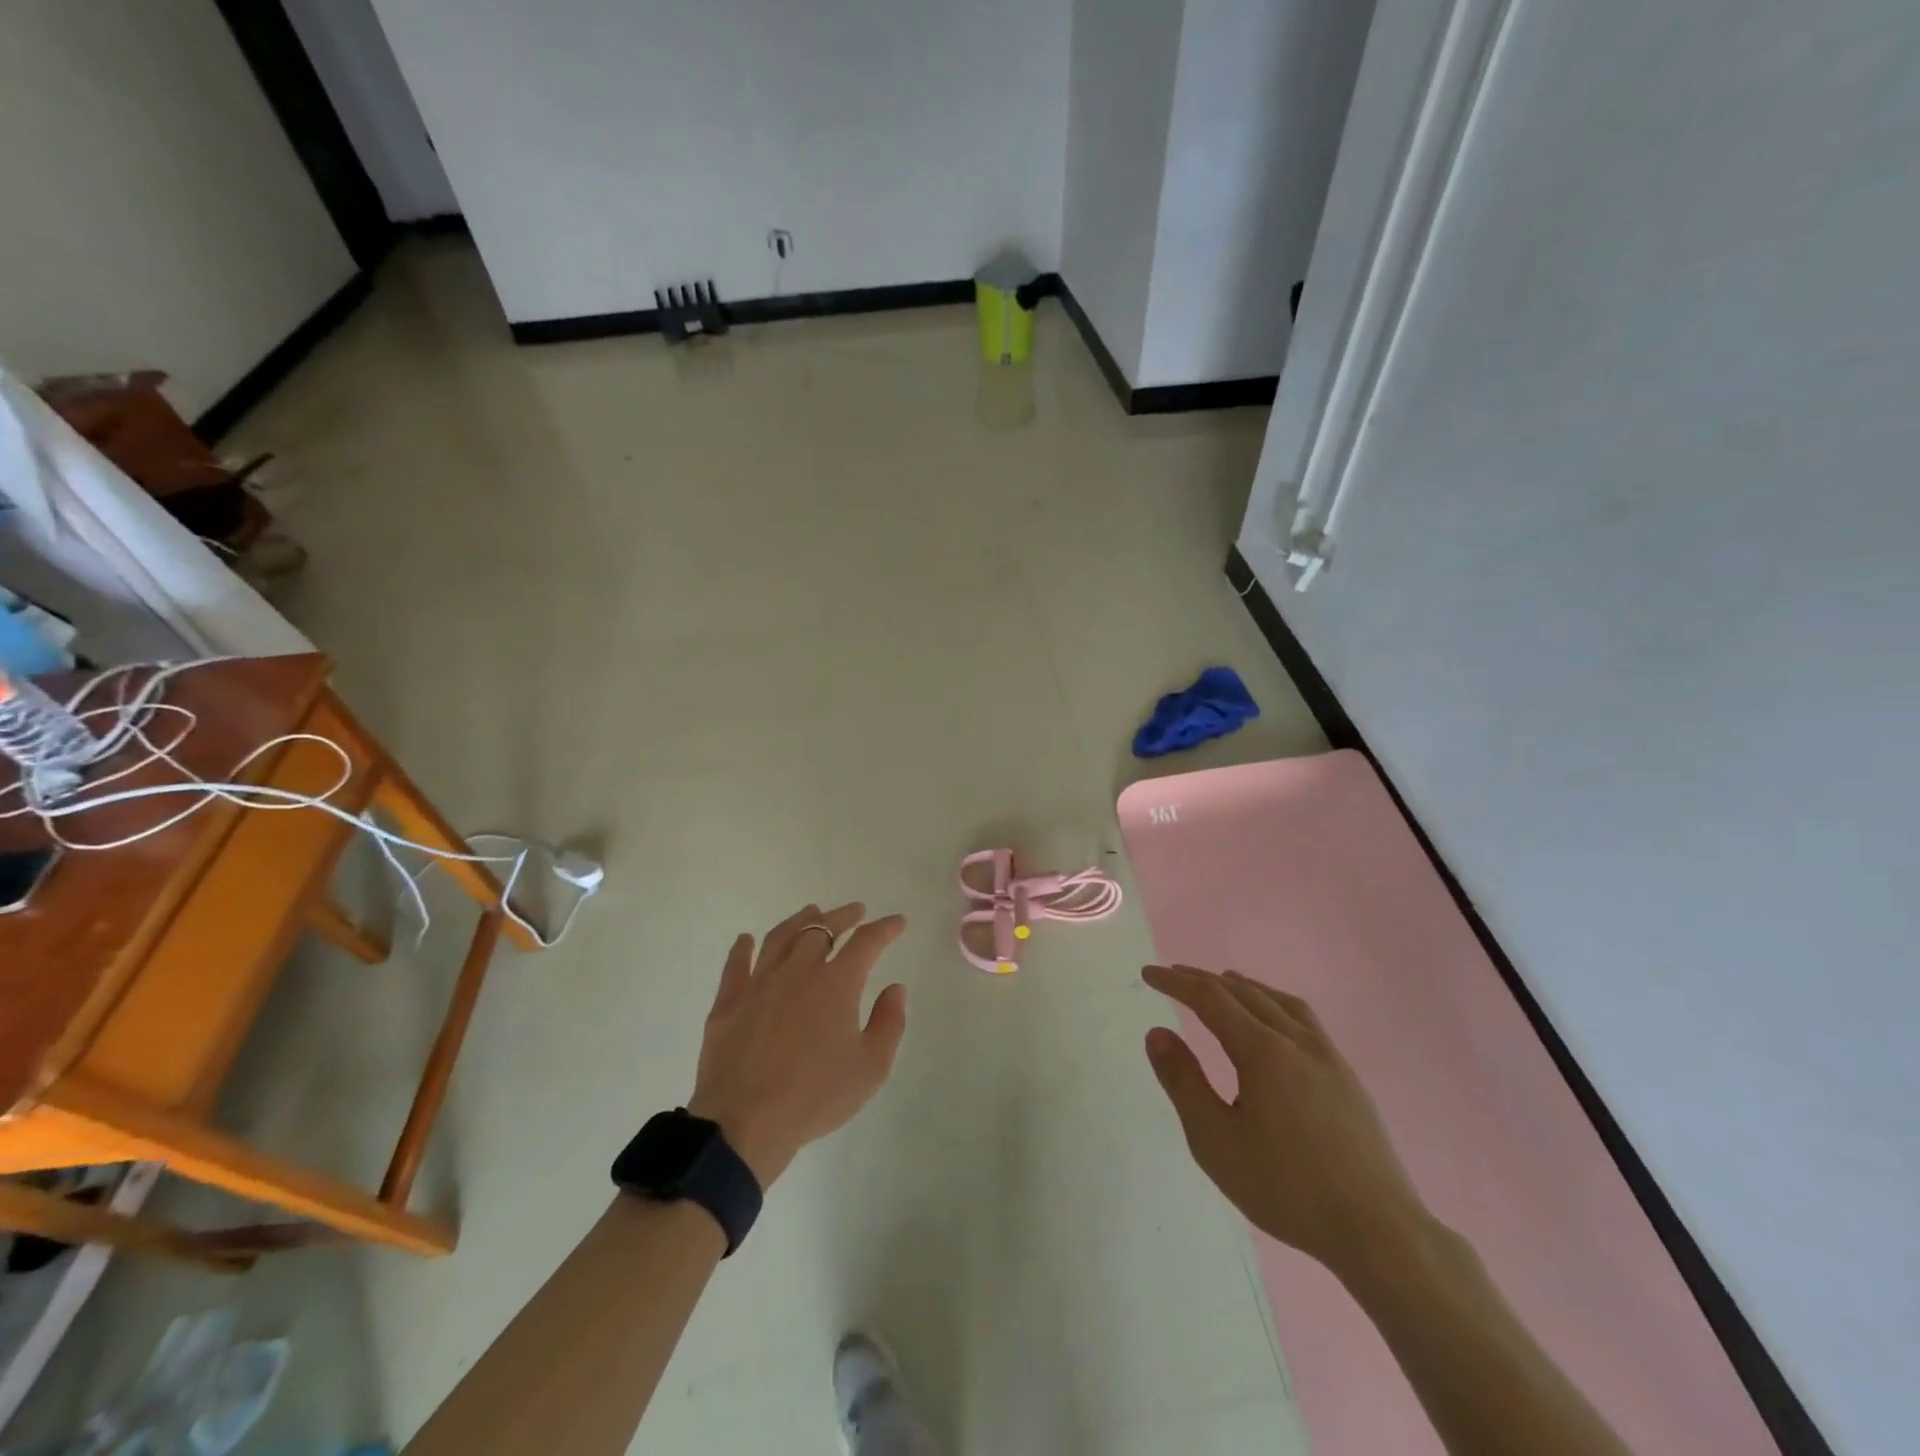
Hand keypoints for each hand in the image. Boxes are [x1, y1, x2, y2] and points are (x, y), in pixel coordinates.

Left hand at [688, 903, 907, 1187]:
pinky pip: (736, 965)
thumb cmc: (815, 1097)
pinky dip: (743, 947)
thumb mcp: (870, 1068)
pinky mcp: (728, 1002)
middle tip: (856, 911)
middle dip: (843, 916)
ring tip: (811, 911)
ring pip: (780, 938)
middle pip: (821, 929)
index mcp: (836, 984)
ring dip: (799, 920)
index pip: (866, 942)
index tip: (898, 922)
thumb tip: (895, 988)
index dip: (885, 929)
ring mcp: (759, 983)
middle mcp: (798, 971)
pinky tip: (746, 939)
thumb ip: (889, 1023)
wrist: (744, 1124)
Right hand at [1142, 965, 1430, 1283]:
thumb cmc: (1286, 1188)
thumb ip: (1183, 1082)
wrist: (1379, 1231)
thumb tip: (1157, 1033)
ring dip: (1242, 986)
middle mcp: (1296, 1040)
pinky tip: (1273, 1020)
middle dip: (1203, 979)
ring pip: (1277, 1000)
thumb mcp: (1216, 1142)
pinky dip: (1273, 1002)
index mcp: (1262, 1051)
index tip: (1148, 974)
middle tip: (1173, 976)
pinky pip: (1303, 1018)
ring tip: (1221, 983)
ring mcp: (1327, 1055)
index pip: (1209, 998)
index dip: (1175, 982)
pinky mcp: (1346, 1076)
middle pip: (1243, 992)